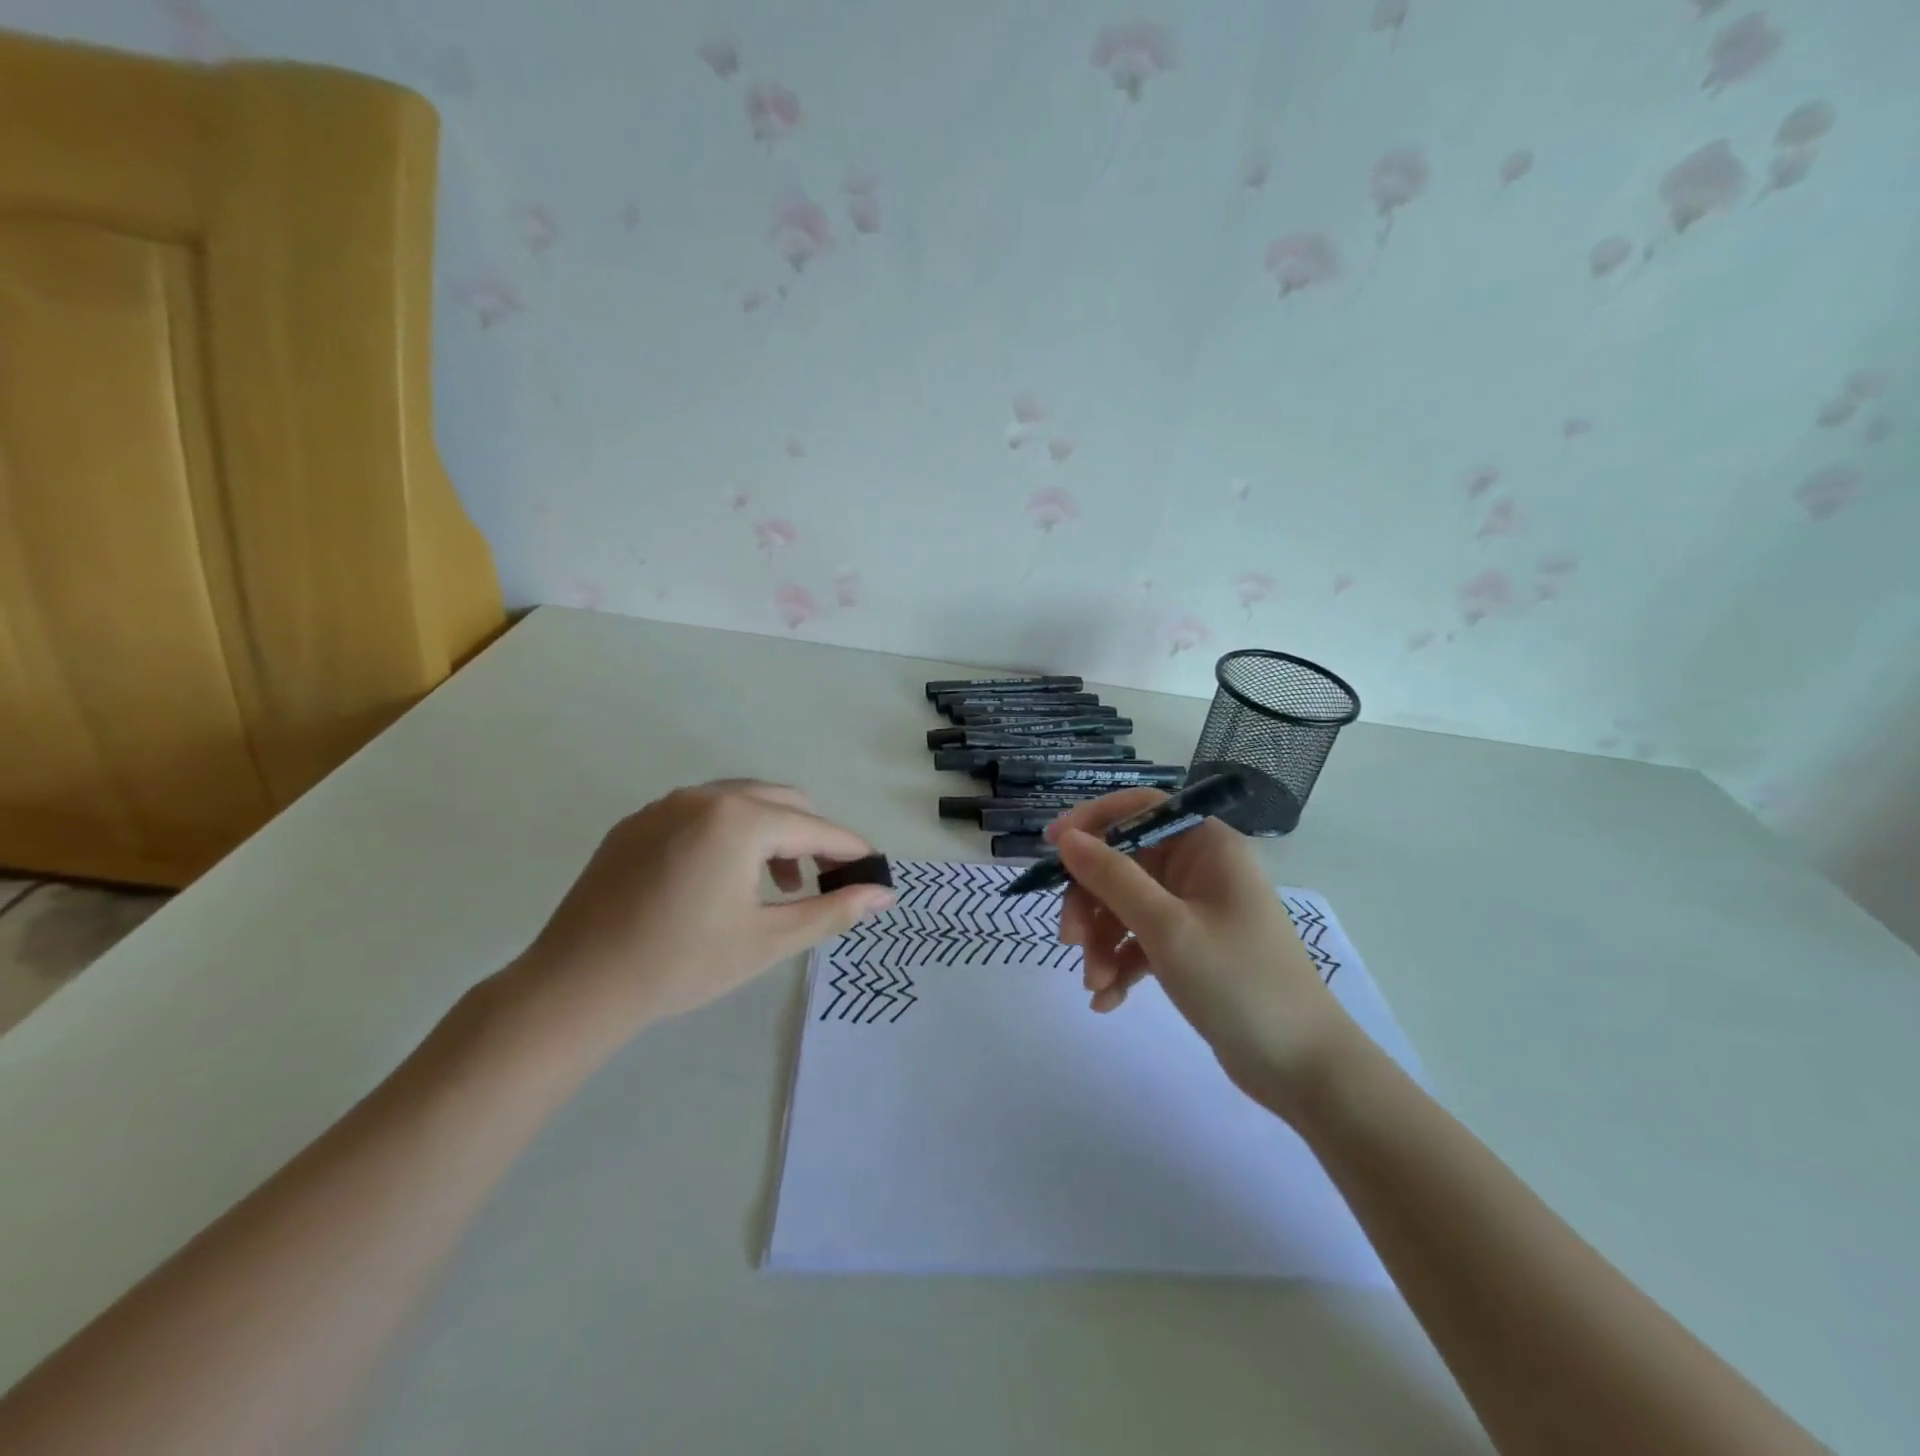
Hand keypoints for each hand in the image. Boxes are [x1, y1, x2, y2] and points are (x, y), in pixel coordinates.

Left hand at [494, 781, 894, 1060]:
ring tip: (777, 883)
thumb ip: (832, 911)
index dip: (850, 850)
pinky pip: (702, 812)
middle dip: (813, 837)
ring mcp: (665, 804)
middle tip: (824, 882)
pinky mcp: (637, 822)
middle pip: (783, 801)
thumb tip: (883, 894)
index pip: (815, 828)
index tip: (874, 871)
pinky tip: (722, 878)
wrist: (576, 986)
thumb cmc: (682, 964)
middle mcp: (704, 796)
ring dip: (773, 833)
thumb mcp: (768, 940)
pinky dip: (731, 833)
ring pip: (742, 802)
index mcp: (740, 820)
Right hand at [1049, 791, 1353, 1116]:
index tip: (1051, 847)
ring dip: (1102, 941)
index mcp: (1206, 845)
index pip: (1140, 808)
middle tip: (1069, 940)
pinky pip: (1141, 940)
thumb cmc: (1238, 982)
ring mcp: (1196, 909)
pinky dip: (1120, 964)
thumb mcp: (1167, 927)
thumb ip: (1112, 878)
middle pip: (1124, 862)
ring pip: (1126, 905)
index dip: (1092, 821)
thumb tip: (1066, 838)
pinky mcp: (1191, 948)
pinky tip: (1107, 1001)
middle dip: (1091, 902)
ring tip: (1095, 983)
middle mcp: (1200, 868)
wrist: (1303, 1068)